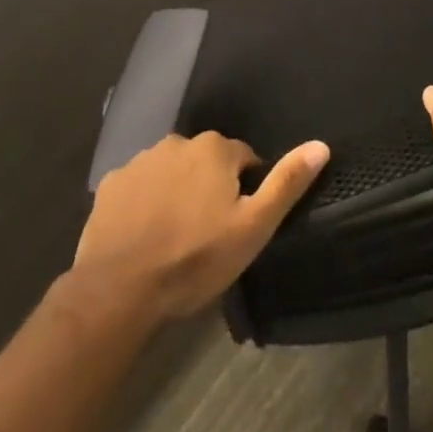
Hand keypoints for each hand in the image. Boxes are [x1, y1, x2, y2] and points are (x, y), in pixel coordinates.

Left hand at [74, 133, 329, 322]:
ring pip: (171, 171)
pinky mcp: (112, 183)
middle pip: (205, 161)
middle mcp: (178, 142)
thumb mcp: (253, 227)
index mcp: (215, 149)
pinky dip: (145, 202)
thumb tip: (321, 145)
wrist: (119, 289)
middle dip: (210, 187)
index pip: (244, 159)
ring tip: (175, 236)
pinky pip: (138, 186)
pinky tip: (144, 234)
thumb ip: (286, 183)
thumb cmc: (195, 259)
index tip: (238, 223)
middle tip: (208, 232)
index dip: (245, 190)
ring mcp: (140, 161)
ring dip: (177, 192)